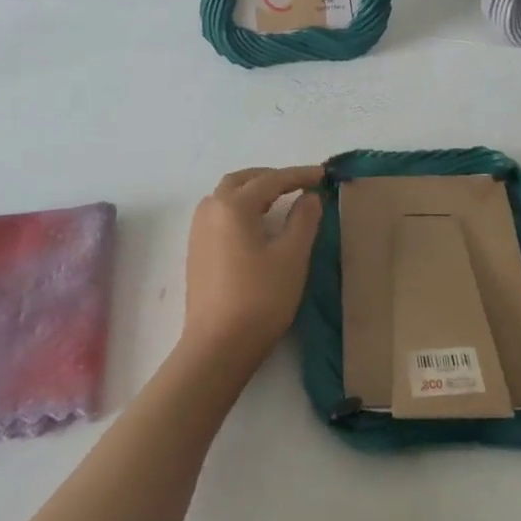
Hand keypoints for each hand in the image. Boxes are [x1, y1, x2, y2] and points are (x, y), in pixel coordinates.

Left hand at [180, 165, 324, 371]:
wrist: (218, 345)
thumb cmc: (260, 298)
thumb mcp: (292, 257)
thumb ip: (303, 220)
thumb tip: (309, 197)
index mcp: (233, 206)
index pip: (271, 181)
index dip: (299, 176)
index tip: (323, 175)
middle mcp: (210, 210)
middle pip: (241, 181)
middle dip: (271, 178)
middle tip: (298, 184)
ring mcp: (198, 231)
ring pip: (226, 196)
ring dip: (252, 191)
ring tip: (279, 200)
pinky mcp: (197, 251)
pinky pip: (219, 215)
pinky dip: (240, 208)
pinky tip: (256, 225)